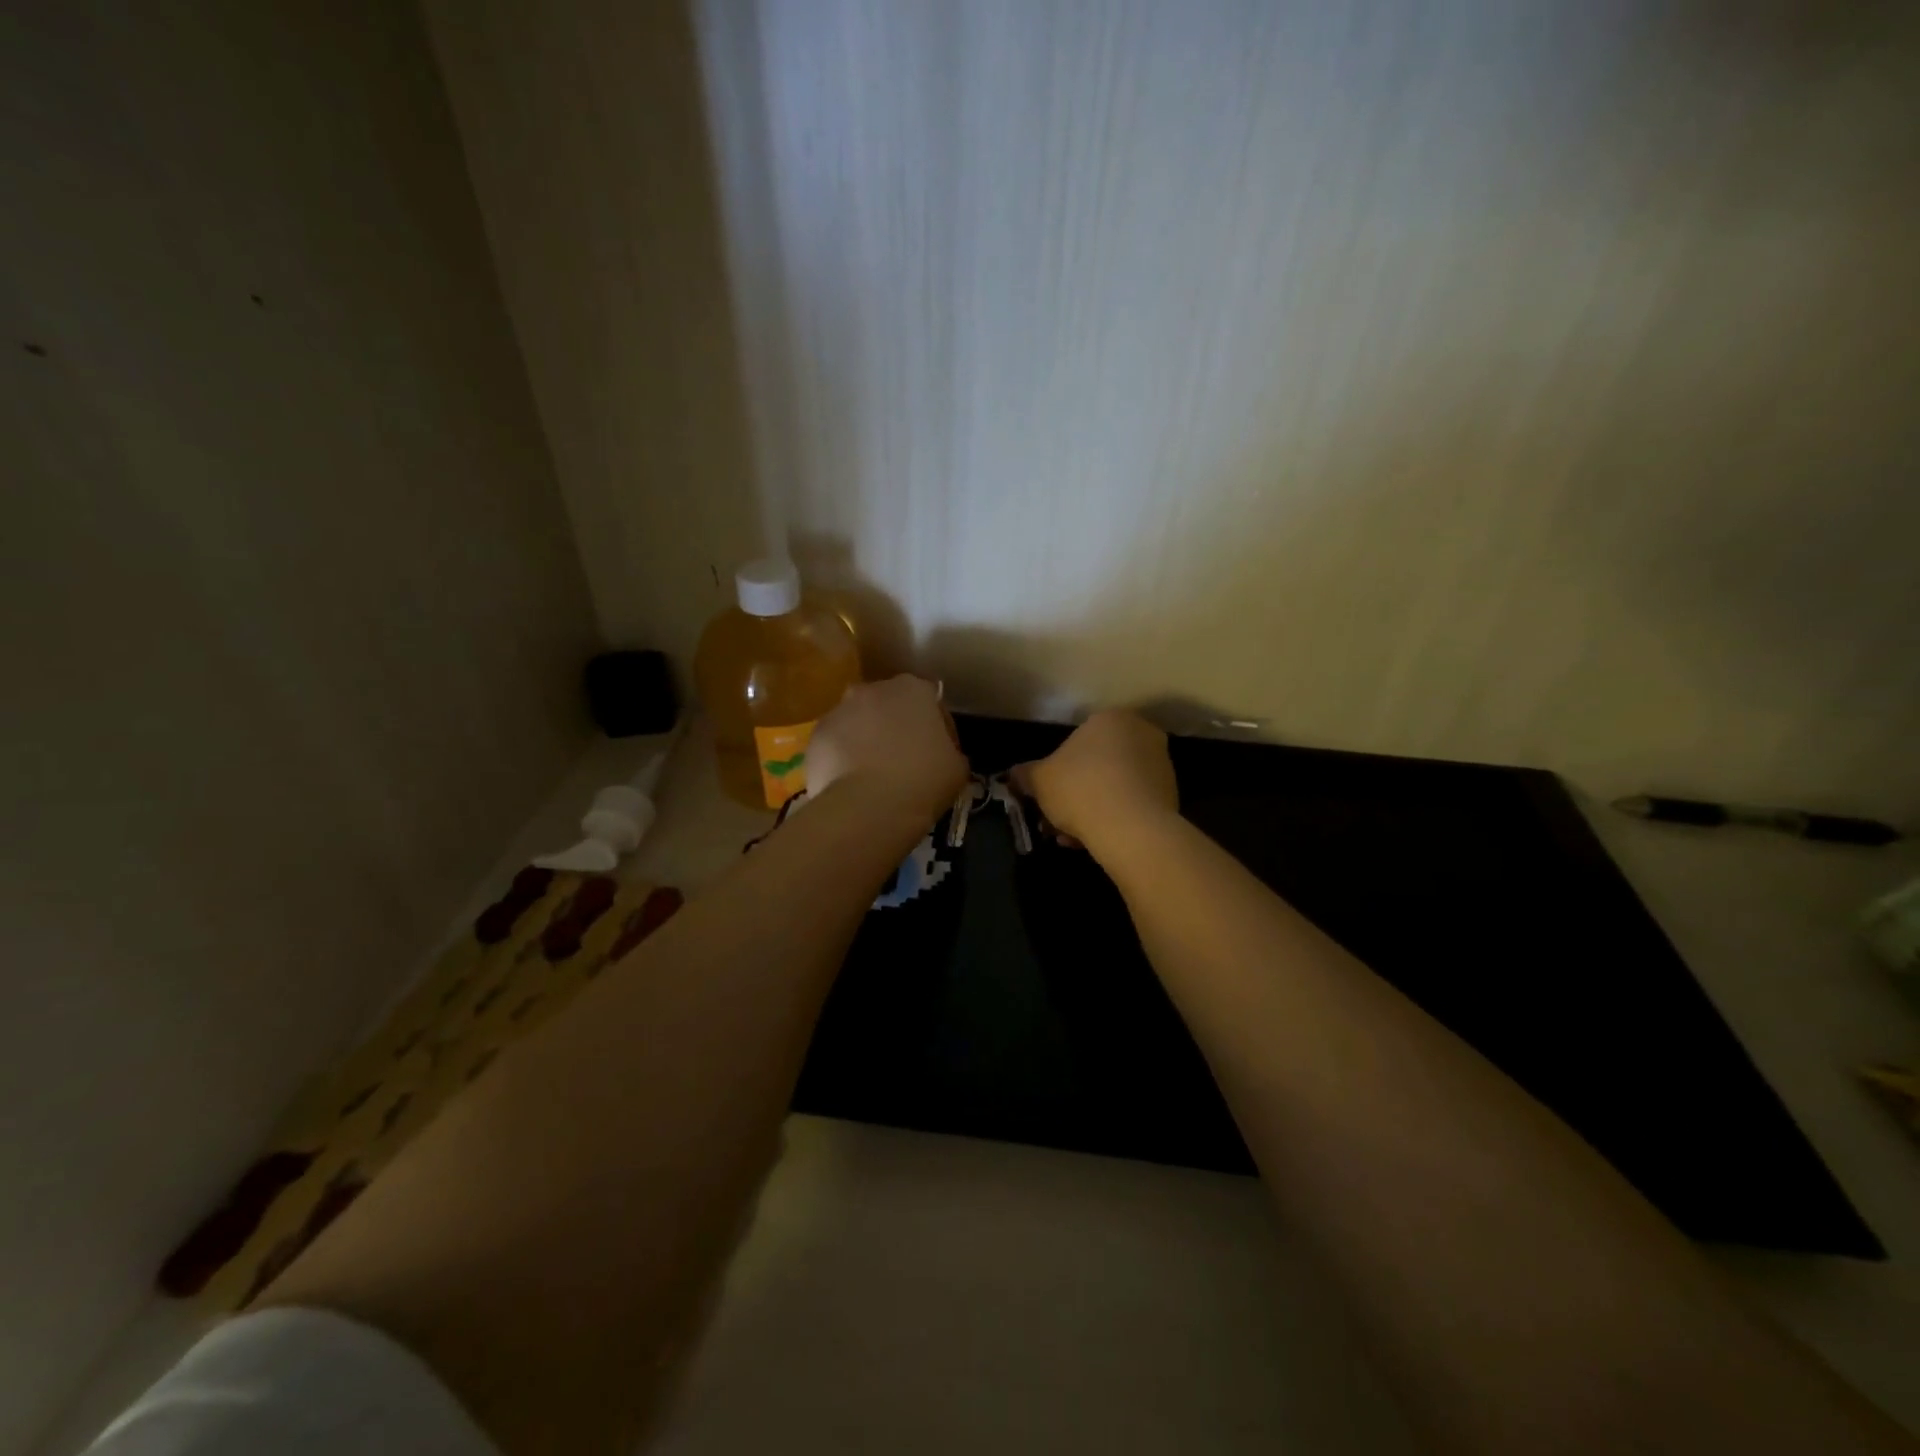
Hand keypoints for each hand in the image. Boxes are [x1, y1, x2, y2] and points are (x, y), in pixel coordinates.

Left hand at [805, 675, 967, 826]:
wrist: (869, 806)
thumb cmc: (923, 780)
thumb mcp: (957, 767)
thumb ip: (949, 749)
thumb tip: (940, 754)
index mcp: (913, 689)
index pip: (930, 702)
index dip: (937, 727)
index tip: (939, 752)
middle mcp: (872, 690)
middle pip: (888, 706)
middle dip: (895, 727)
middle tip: (903, 761)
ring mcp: (838, 711)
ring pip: (857, 723)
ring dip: (865, 740)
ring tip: (873, 775)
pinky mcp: (815, 736)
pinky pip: (834, 745)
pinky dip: (841, 758)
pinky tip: (851, 784)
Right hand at [1014, 710, 1178, 857]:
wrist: (1131, 827)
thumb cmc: (1080, 789)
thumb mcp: (1039, 780)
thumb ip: (1025, 774)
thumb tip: (1013, 775)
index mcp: (1110, 719)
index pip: (1077, 741)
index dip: (1058, 771)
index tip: (1047, 797)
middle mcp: (1141, 733)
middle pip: (1098, 765)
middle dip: (1076, 794)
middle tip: (1057, 821)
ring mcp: (1161, 764)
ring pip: (1115, 787)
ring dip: (1094, 810)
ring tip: (1074, 839)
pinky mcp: (1172, 795)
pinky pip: (1133, 804)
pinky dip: (1115, 820)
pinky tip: (1097, 842)